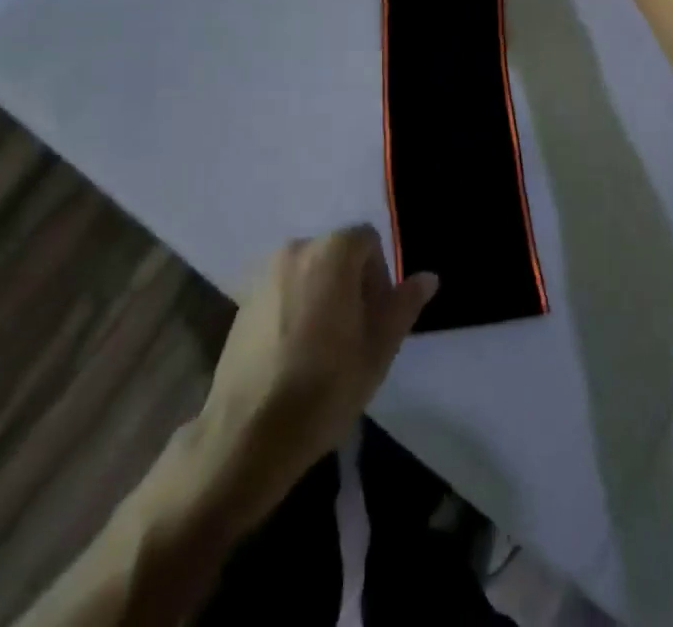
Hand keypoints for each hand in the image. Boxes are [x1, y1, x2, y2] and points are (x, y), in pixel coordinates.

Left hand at [193, 226, 436, 525]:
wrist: (248, 432)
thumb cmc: (324, 387)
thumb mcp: (377, 350)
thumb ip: (403, 305)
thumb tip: (428, 277)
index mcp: (331, 252)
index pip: (367, 239)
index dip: (380, 274)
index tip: (376, 318)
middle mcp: (295, 249)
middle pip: (337, 252)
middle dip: (353, 283)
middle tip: (356, 334)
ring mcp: (265, 274)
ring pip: (310, 271)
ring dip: (324, 294)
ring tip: (326, 346)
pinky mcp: (243, 300)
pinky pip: (284, 289)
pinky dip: (296, 306)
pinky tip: (295, 353)